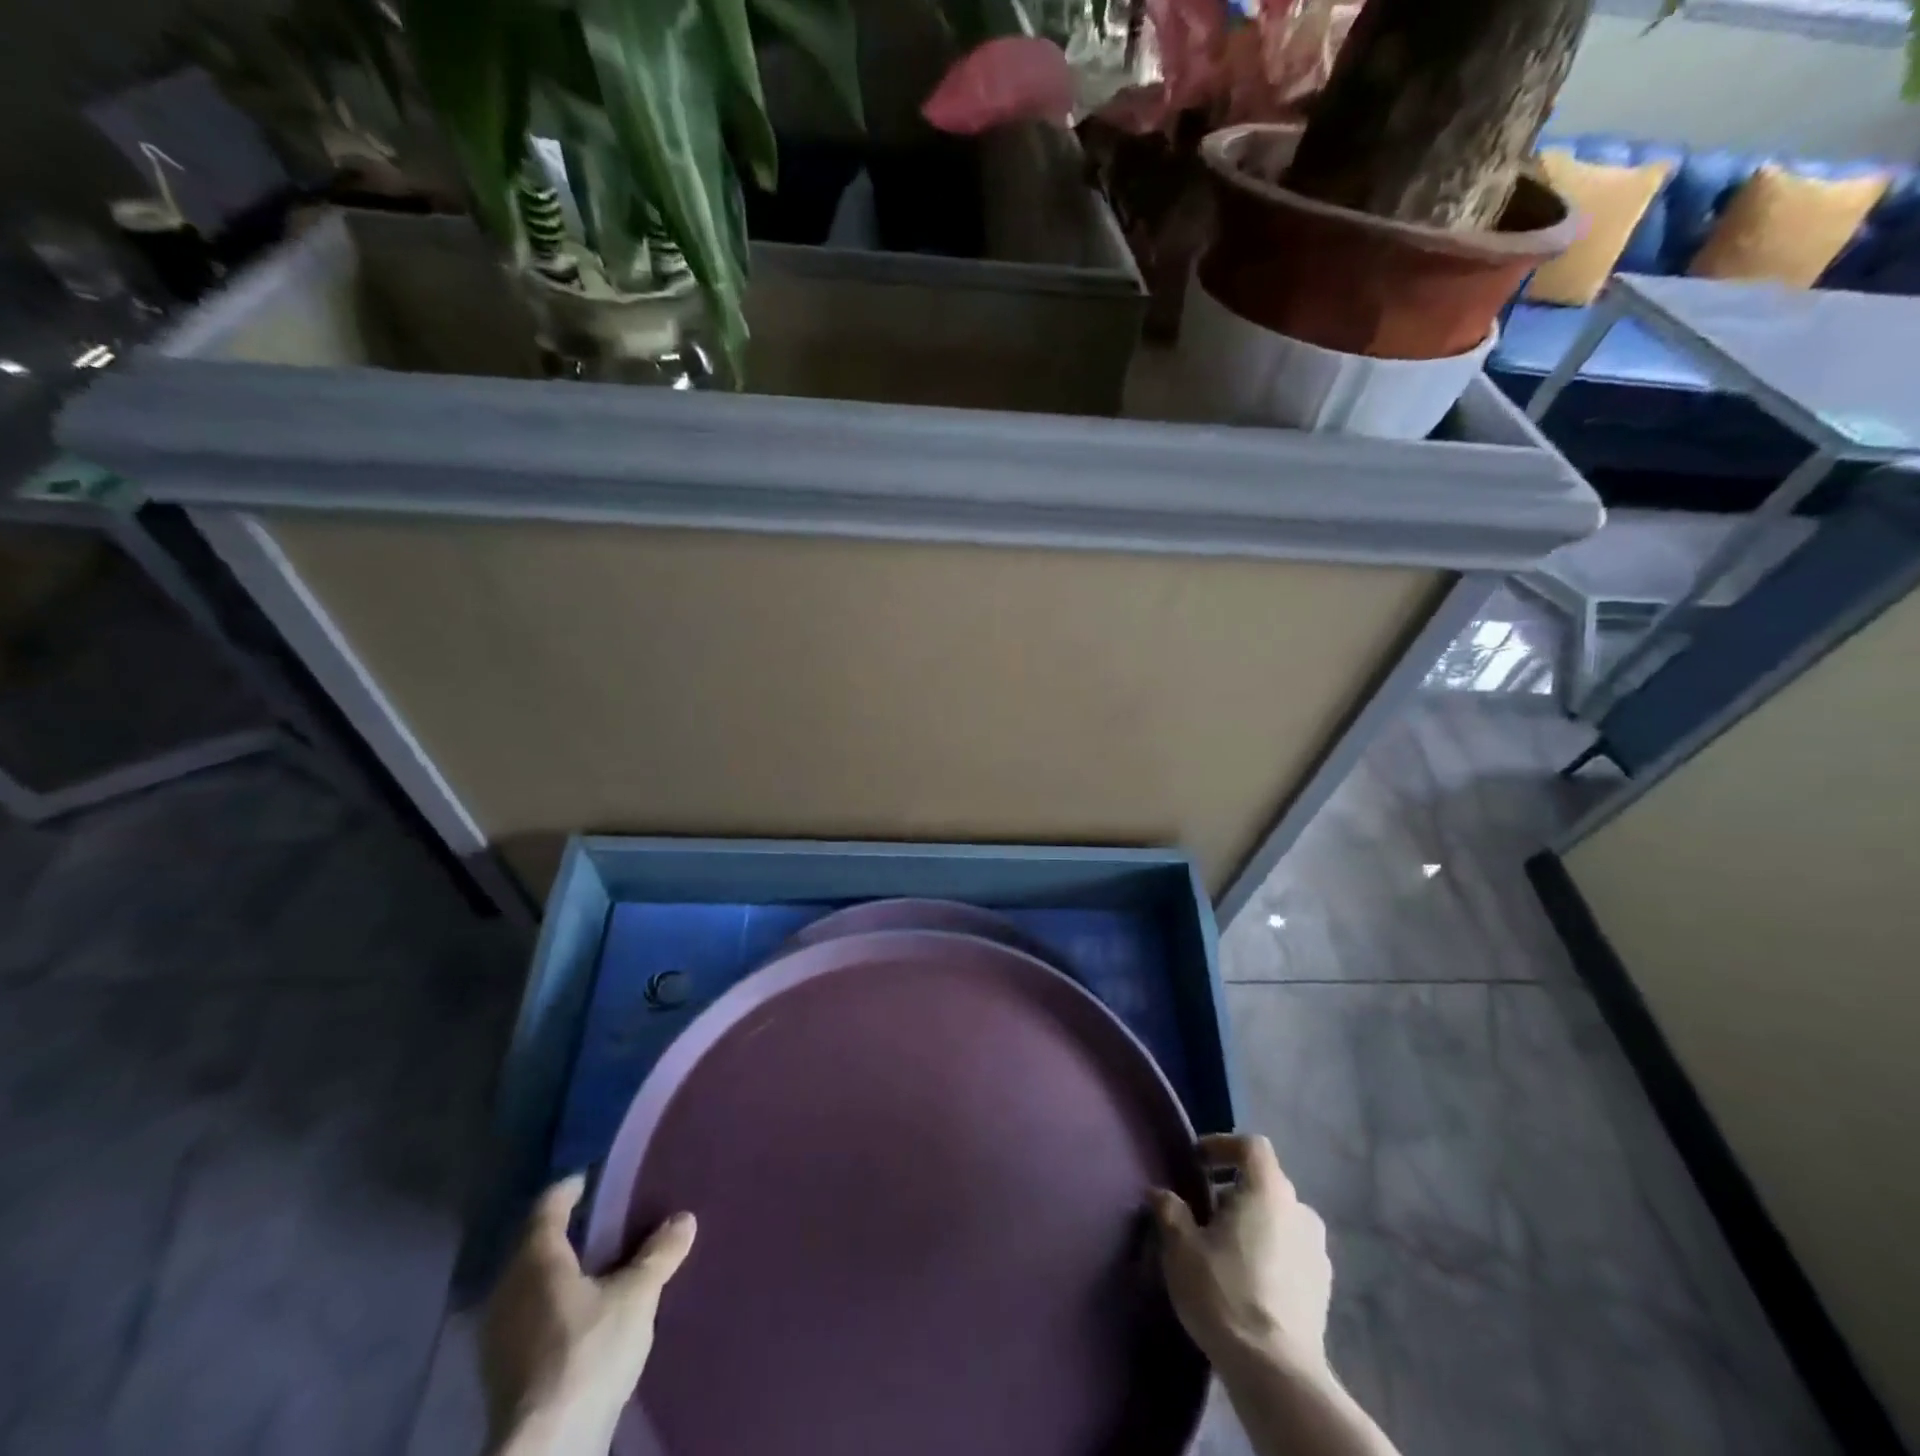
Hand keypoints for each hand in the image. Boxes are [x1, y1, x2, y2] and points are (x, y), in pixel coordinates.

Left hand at [480, 1176, 696, 1455]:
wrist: (547, 1447)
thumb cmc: (588, 1351)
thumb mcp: (637, 1295)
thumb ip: (659, 1254)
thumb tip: (684, 1219)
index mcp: (535, 1259)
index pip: (549, 1205)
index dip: (572, 1187)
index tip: (593, 1177)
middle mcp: (507, 1288)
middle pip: (535, 1244)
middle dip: (568, 1231)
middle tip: (605, 1219)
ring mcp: (497, 1334)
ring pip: (529, 1283)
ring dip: (559, 1271)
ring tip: (598, 1266)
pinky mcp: (500, 1371)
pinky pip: (527, 1315)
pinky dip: (552, 1304)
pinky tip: (580, 1313)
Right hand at [1150, 1133, 1332, 1379]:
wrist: (1276, 1374)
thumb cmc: (1224, 1293)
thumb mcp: (1181, 1247)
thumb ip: (1170, 1211)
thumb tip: (1162, 1194)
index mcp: (1268, 1191)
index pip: (1251, 1146)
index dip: (1222, 1145)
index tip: (1196, 1163)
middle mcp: (1300, 1212)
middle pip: (1265, 1182)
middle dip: (1234, 1189)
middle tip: (1204, 1211)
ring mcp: (1318, 1252)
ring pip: (1280, 1218)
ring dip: (1253, 1222)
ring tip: (1224, 1248)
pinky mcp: (1323, 1289)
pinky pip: (1292, 1251)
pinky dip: (1270, 1251)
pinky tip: (1247, 1279)